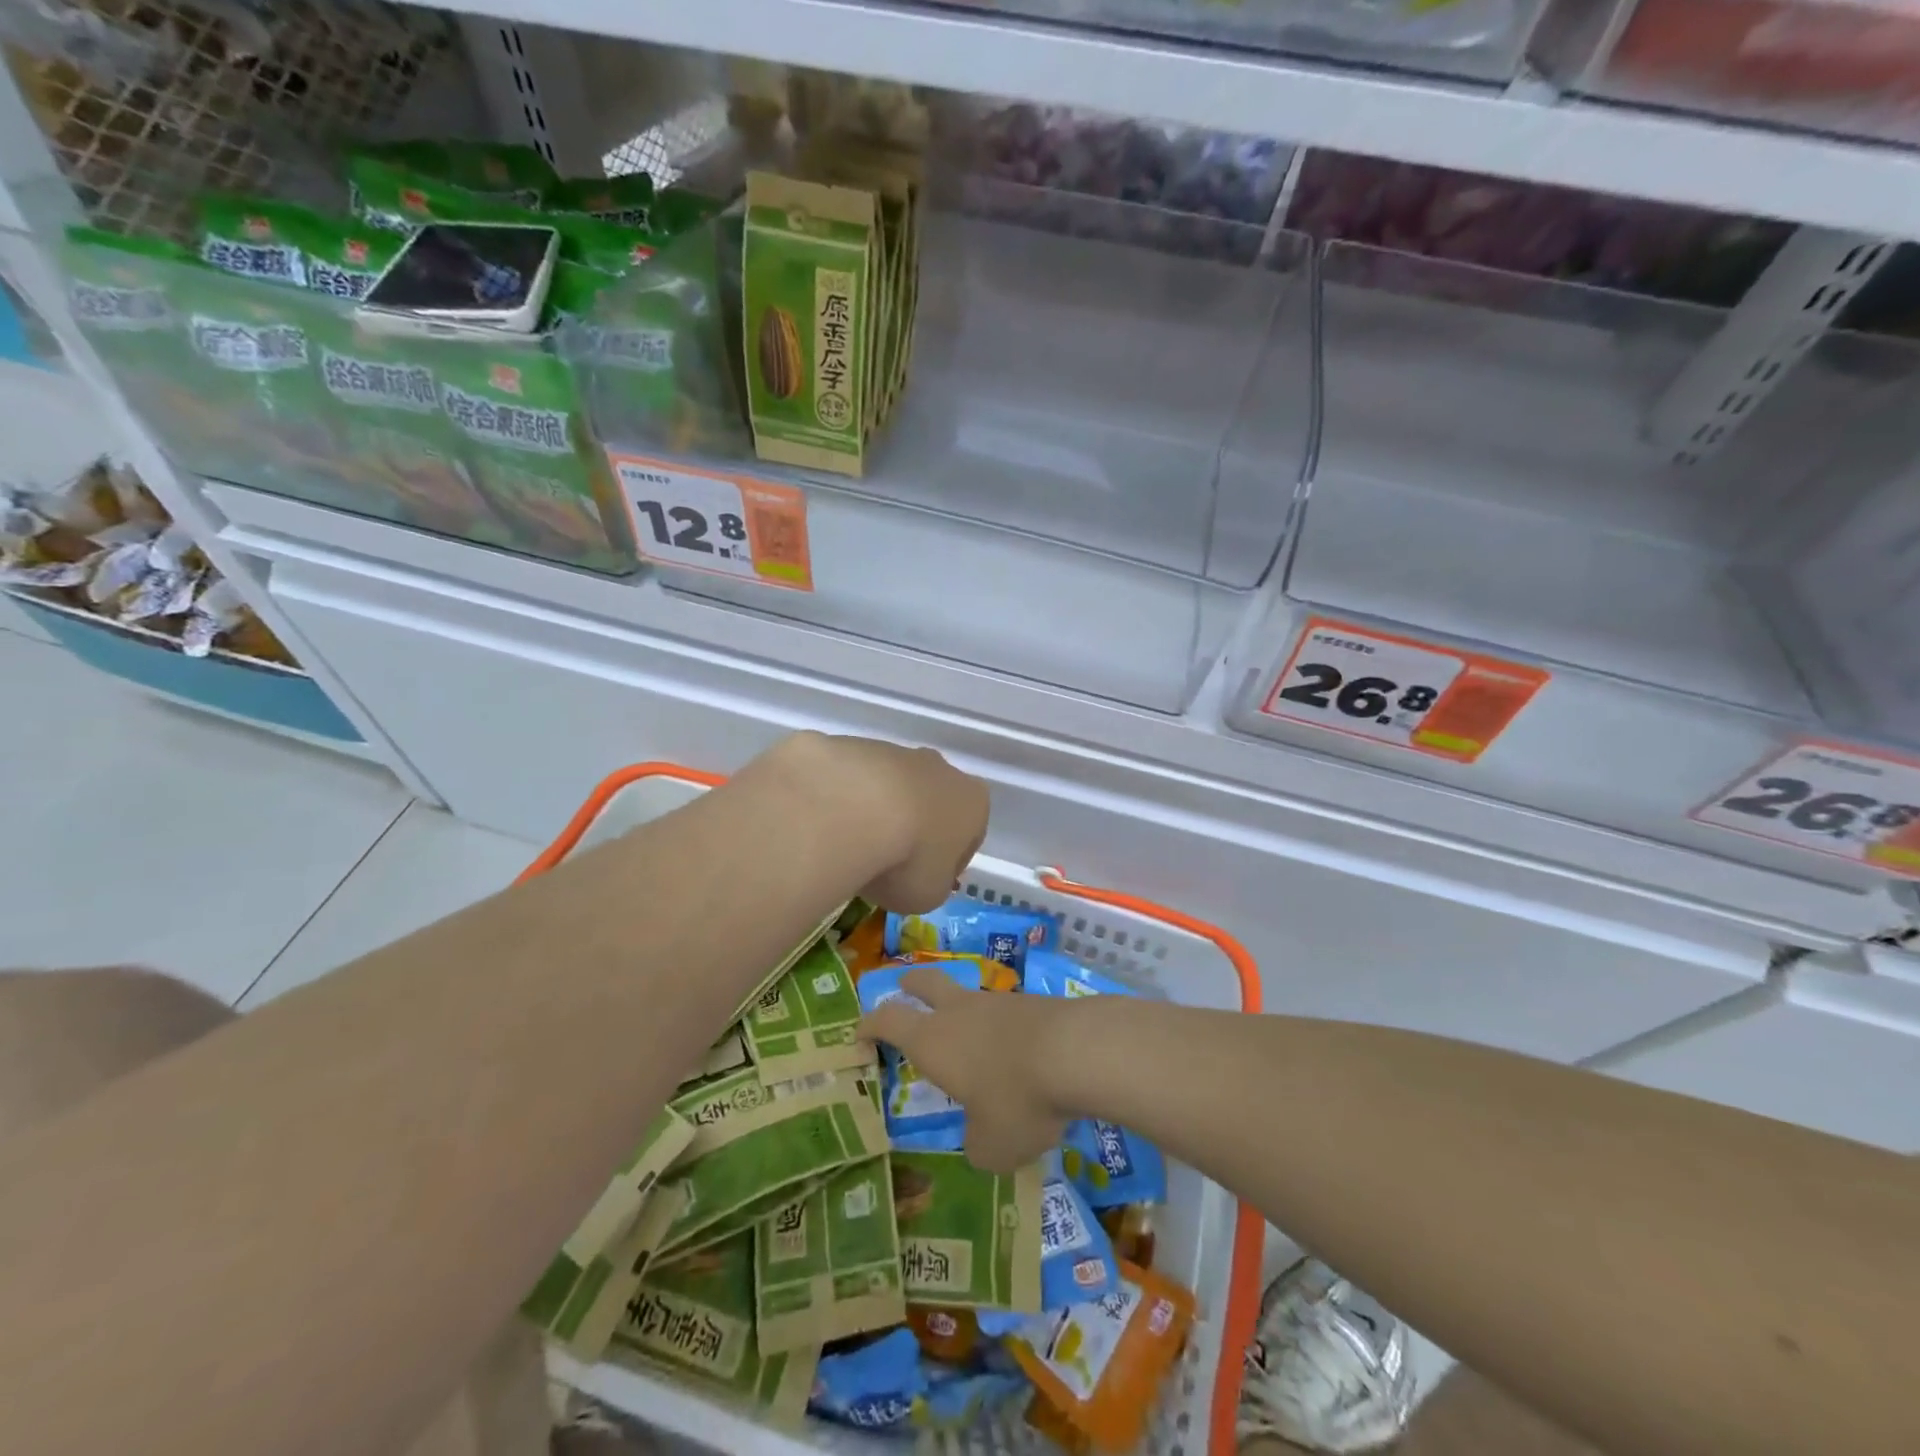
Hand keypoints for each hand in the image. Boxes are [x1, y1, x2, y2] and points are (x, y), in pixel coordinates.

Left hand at [771, 734, 988, 913]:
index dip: (949, 863)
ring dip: (879, 814)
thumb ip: (932, 884)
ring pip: (892, 789)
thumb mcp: (929, 894)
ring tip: (853, 848)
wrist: (849, 810)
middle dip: (916, 830)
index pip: (970, 836)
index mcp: (973, 803)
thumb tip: (920, 876)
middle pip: (932, 804)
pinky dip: (846, 801)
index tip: (925, 882)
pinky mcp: (854, 746)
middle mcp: (941, 769)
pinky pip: (855, 781)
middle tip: (889, 864)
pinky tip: (830, 826)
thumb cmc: (907, 859)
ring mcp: (897, 752)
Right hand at [858, 966, 1069, 1171]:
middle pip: (926, 982)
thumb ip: (978, 1144)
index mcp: (933, 1040)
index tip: (859, 1034)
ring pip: (970, 998)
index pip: (888, 1020)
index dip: (869, 1025)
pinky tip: (1018, 1055)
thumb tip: (982, 1140)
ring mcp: (999, 1002)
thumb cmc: (1017, 1100)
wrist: (1078, 1052)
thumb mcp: (992, 1145)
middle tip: (903, 988)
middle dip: (911, 984)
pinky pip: (1007, 1013)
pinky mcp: (1035, 1004)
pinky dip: (1002, 1028)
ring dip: (963, 1011)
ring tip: (972, 1041)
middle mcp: (960, 1012)